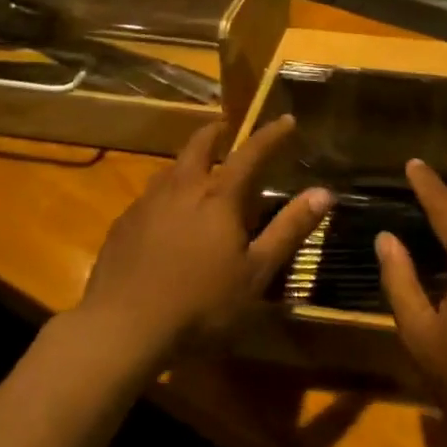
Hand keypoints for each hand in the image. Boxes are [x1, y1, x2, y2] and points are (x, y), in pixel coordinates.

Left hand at [77, 116, 331, 361]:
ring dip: (188, 161)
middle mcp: (181, 189)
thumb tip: (324, 192)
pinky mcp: (123, 225)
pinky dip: (165, 192)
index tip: (286, 120)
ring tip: (197, 168)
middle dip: (215, 132)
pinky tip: (164, 214)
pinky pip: (148, 196)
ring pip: (170, 169)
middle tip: (226, 128)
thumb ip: (288, 229)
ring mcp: (146, 205)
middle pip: (199, 146)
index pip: (250, 153)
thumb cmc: (201, 304)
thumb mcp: (256, 272)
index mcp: (218, 197)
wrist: (123, 327)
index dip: (270, 135)